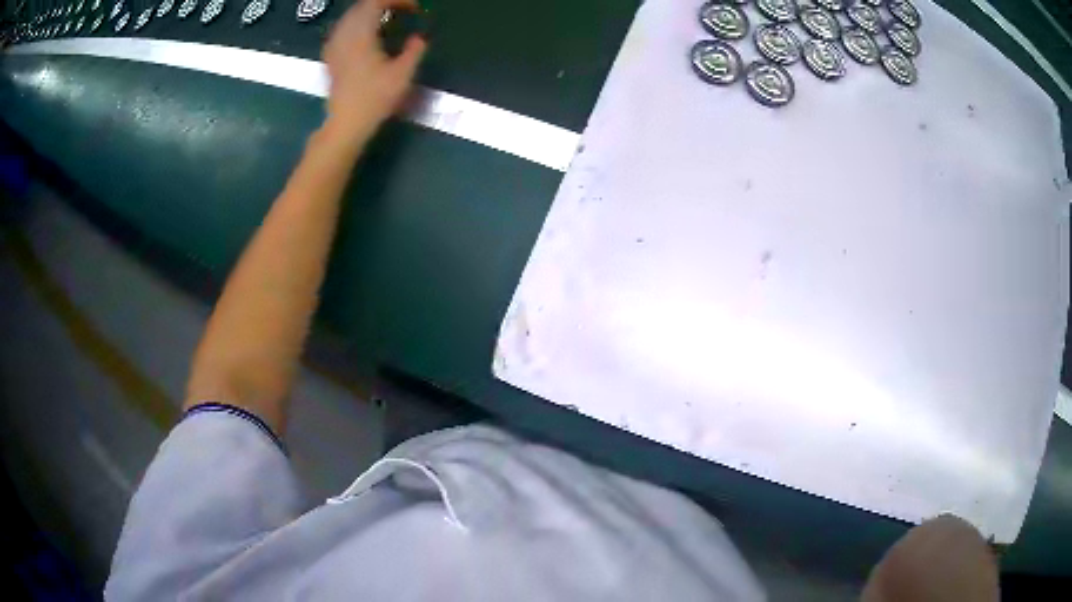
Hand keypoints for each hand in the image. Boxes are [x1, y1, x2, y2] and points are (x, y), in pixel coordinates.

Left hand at [321, 0, 426, 142]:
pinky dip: (357, 24)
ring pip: (351, 16)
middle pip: (362, 6)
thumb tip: (419, 38)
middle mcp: (345, 34)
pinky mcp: (331, 56)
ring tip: (388, 19)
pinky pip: (343, 29)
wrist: (346, 122)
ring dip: (369, 13)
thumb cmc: (375, 98)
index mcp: (362, 34)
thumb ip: (415, 50)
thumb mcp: (403, 74)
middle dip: (383, 4)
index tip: (415, 7)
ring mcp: (334, 45)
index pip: (376, 2)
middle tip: (403, 10)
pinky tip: (366, 33)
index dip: (397, 0)